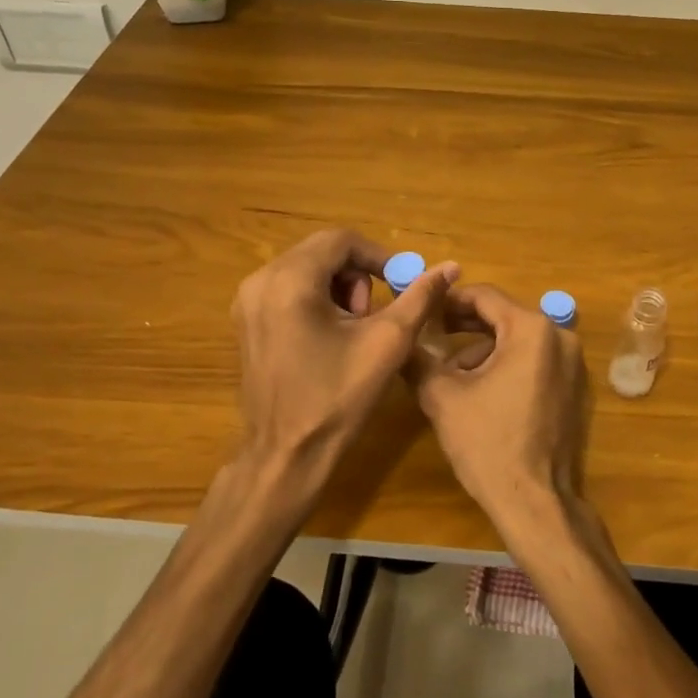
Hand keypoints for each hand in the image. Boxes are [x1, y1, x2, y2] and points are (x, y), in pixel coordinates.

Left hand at [229, 229, 457, 513]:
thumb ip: (419, 297)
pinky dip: (317, 302)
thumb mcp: (387, 343)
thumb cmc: (338, 398)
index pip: (341, 241)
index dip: (380, 257)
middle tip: (374, 316)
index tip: (402, 284)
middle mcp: (260, 281)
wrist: (287, 456)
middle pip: (322, 252)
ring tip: (354, 331)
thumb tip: (450, 266)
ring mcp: (247, 302)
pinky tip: (330, 339)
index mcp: (289, 280)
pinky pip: (289, 290)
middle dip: (358, 277)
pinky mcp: (247, 323)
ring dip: (339, 289)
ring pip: (307, 270)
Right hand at [406, 284, 588, 541]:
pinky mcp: (574, 388)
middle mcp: (559, 337)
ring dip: (483, 349)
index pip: (485, 296)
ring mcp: (572, 363)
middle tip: (431, 336)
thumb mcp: (442, 396)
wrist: (536, 501)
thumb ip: (418, 358)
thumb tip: (400, 338)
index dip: (450, 301)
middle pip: (503, 317)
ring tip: (450, 373)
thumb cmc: (488, 443)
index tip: (424, 310)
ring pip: (518, 340)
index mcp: (532, 329)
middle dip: (464, 326)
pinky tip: (480, 390)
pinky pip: (535, 361)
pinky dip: (506, 365)